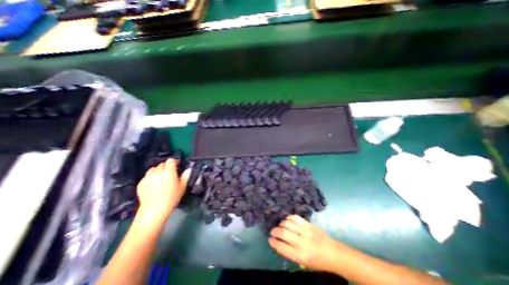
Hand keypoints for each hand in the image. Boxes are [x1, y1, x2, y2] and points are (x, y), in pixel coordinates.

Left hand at [136, 158, 189, 217]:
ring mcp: (147, 177)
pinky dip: (151, 177)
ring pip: (153, 169)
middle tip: (170, 173)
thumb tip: (188, 169)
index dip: (174, 161)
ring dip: (158, 171)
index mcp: (169, 171)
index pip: (170, 160)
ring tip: (160, 177)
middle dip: (166, 166)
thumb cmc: (172, 197)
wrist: (154, 210)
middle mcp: (157, 172)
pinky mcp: (141, 183)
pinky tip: (153, 184)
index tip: (177, 165)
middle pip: (162, 164)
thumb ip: (185, 176)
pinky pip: (147, 176)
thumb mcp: (182, 187)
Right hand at [268, 215, 343, 271]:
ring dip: (281, 224)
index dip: (273, 242)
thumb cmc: (317, 262)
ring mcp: (305, 231)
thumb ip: (290, 252)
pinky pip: (295, 217)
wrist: (333, 253)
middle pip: (283, 232)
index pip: (282, 247)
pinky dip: (289, 218)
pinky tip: (287, 220)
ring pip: (288, 223)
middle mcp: (302, 242)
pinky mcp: (308, 224)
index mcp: (300, 255)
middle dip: (275, 231)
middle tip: (272, 231)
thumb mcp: (303, 262)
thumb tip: (279, 242)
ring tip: (280, 226)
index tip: (270, 239)